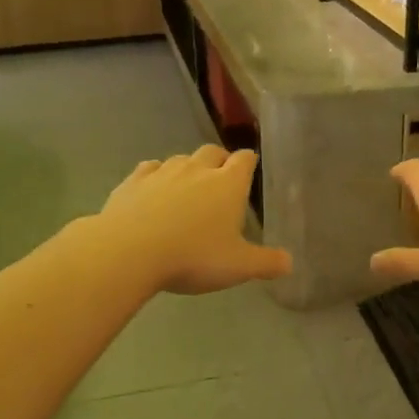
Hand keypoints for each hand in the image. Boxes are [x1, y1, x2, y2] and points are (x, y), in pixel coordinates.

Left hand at [100, 145, 291, 294]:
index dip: (249, 162)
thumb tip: (289, 262)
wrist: (129, 251)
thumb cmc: (193, 257)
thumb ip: (266, 263)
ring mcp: (163, 172)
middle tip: (220, 180)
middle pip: (212, 152)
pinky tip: (154, 191)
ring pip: (181, 159)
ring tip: (188, 189)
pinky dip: (156, 176)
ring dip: (188, 169)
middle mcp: (197, 169)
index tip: (250, 169)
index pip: (245, 159)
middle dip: (219, 161)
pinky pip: (150, 169)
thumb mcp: (237, 267)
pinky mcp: (133, 181)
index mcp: (228, 184)